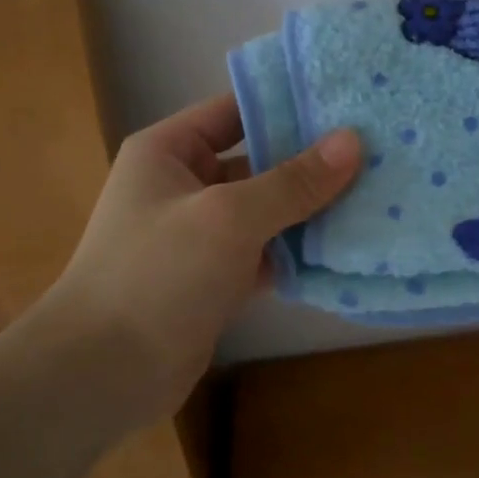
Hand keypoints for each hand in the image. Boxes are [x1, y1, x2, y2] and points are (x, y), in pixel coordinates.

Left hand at [35, 93, 359, 427]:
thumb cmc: (158, 274)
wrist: (102, 373)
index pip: (236, 110)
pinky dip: (299, 252)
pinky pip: (266, 253)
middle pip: (258, 161)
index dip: (288, 104)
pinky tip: (348, 246)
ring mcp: (200, 235)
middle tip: (377, 151)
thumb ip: (292, 181)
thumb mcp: (229, 216)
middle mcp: (184, 185)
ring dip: (311, 209)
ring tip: (376, 194)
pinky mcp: (216, 279)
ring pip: (266, 210)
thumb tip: (353, 141)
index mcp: (169, 151)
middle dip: (311, 161)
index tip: (348, 104)